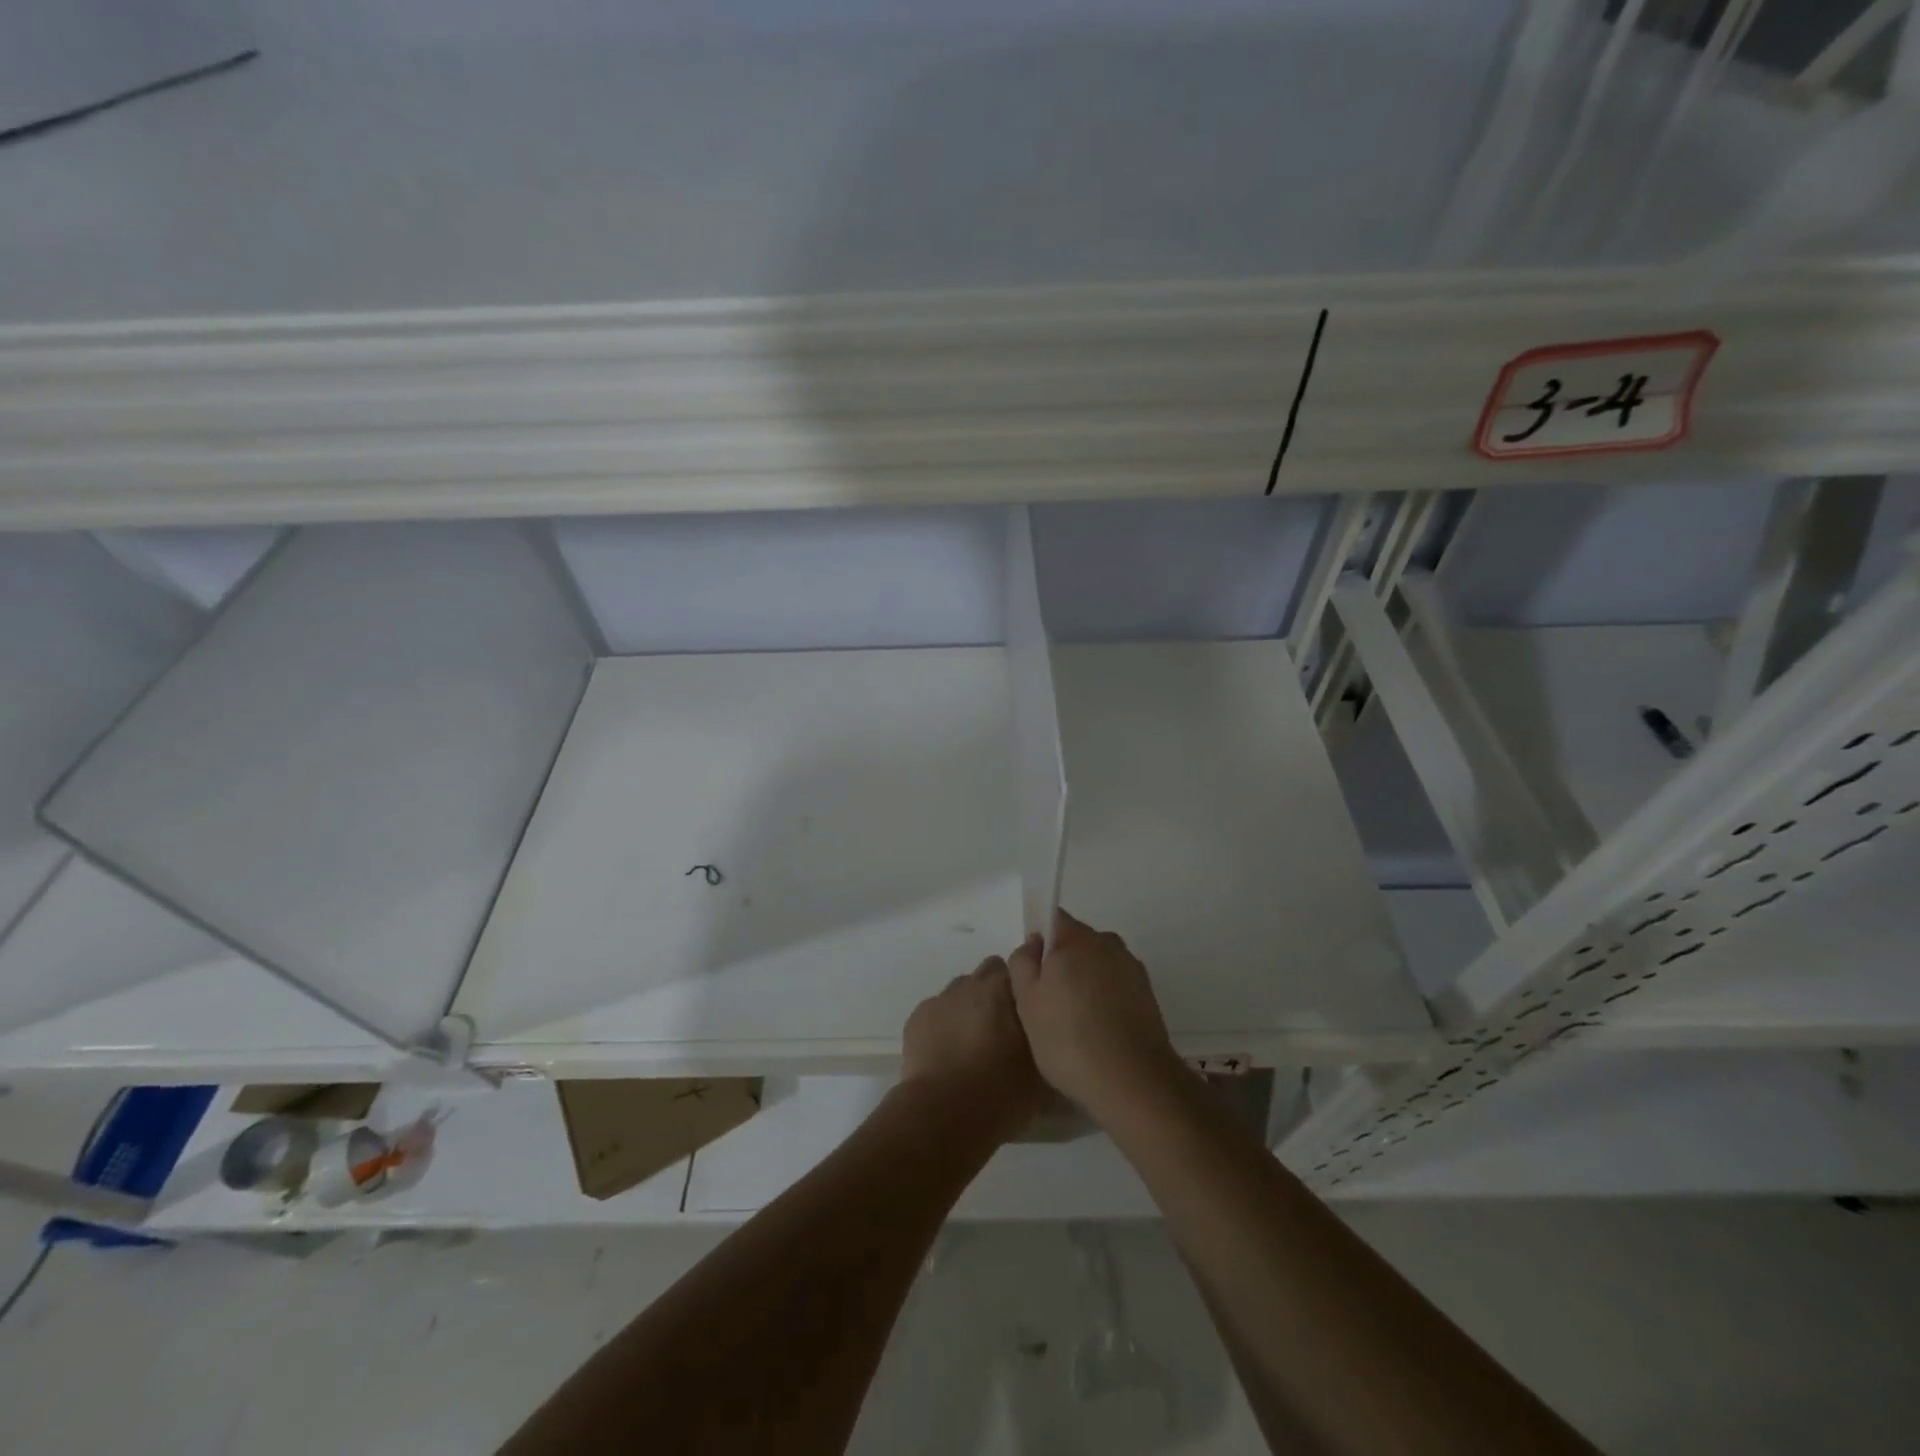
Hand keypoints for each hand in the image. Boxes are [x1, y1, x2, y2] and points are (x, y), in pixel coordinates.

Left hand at [900, 957, 1047, 1141]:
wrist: (944, 1114)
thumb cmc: (1001, 1092)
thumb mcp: (1042, 1073)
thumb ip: (1048, 1045)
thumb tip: (1052, 1043)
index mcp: (1006, 989)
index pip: (1022, 970)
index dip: (1026, 990)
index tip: (1031, 1013)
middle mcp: (973, 984)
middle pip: (989, 973)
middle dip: (997, 992)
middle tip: (1004, 1027)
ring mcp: (942, 998)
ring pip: (961, 990)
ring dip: (970, 1007)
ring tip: (973, 1042)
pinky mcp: (917, 1017)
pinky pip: (937, 1010)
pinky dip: (944, 1024)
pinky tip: (947, 1053)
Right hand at [1007, 911, 1182, 1119]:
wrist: (1132, 1081)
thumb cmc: (1068, 1038)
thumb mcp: (1026, 1001)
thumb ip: (1023, 962)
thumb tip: (1034, 945)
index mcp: (1077, 938)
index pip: (1053, 920)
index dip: (1039, 943)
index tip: (1033, 975)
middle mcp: (1108, 943)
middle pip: (1077, 942)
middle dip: (1062, 964)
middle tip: (1048, 1004)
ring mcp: (1132, 968)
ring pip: (1098, 965)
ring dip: (1085, 983)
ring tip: (1075, 1024)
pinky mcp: (1148, 994)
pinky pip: (1116, 986)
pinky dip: (1105, 1000)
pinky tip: (1098, 1032)